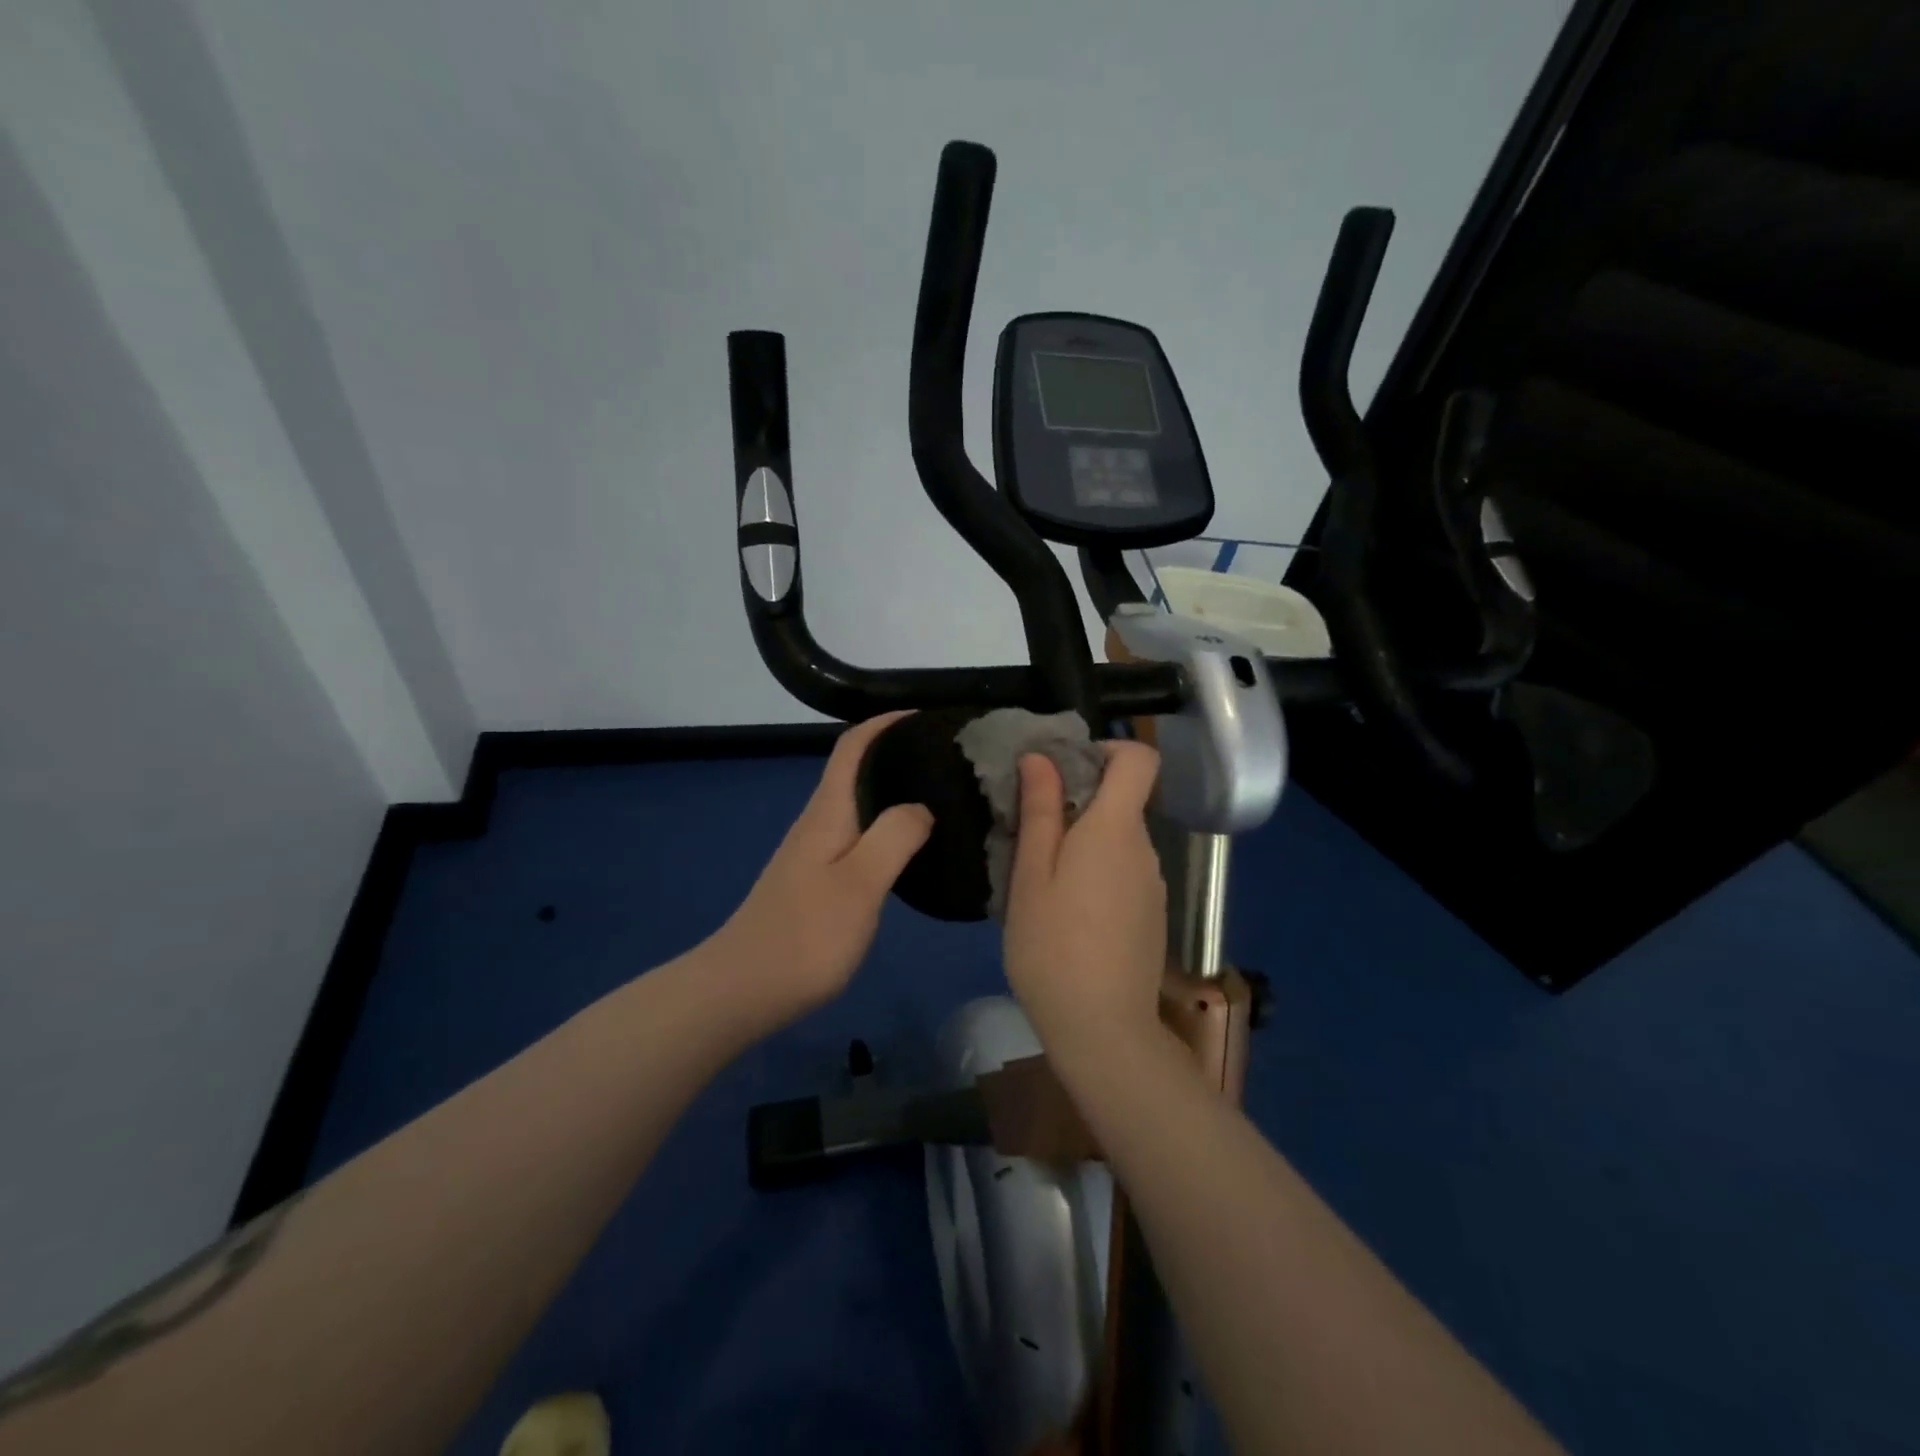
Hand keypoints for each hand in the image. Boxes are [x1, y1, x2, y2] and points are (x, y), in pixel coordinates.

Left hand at [712, 711, 932, 1027]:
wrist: (742, 991)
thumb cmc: (805, 936)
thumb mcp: (860, 884)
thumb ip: (894, 837)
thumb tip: (922, 805)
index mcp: (828, 812)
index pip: (854, 745)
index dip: (887, 723)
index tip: (929, 718)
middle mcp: (819, 821)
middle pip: (857, 768)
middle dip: (898, 752)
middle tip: (950, 759)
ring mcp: (815, 851)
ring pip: (859, 802)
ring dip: (894, 789)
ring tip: (941, 796)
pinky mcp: (817, 879)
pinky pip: (858, 833)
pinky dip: (887, 824)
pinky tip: (910, 846)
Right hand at [1002, 740, 1166, 1067]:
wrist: (1103, 1030)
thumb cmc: (1053, 947)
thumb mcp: (1032, 876)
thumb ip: (1041, 812)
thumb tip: (1041, 758)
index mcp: (1115, 829)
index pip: (1139, 758)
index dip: (1107, 748)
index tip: (1065, 769)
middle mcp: (1144, 848)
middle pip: (1121, 800)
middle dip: (1078, 802)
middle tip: (1030, 833)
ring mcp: (1152, 884)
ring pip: (1118, 840)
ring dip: (1083, 842)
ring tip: (1041, 880)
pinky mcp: (1151, 914)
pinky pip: (1124, 872)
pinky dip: (1096, 873)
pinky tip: (1066, 914)